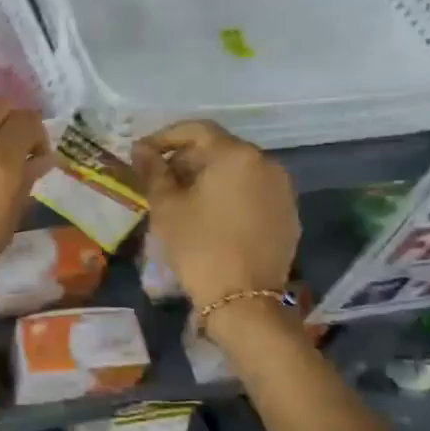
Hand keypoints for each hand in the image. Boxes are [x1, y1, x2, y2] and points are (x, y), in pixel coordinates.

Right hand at [133, 121, 298, 313]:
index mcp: (236, 155)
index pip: (197, 130)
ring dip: (209, 177)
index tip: (142, 153)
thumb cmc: (199, 246)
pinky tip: (210, 217)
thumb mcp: (167, 207)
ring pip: (238, 171)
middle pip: (220, 149)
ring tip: (182, 199)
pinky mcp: (288, 214)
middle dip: (187, 158)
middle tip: (159, 179)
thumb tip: (141, 150)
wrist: (244, 299)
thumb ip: (153, 171)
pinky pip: (253, 192)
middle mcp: (266, 163)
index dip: (165, 137)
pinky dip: (229, 195)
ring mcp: (282, 190)